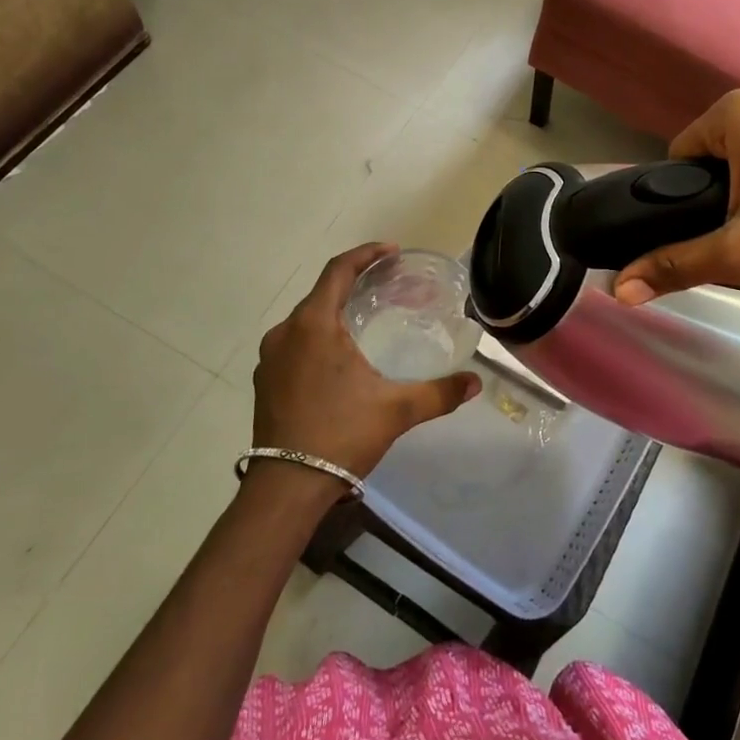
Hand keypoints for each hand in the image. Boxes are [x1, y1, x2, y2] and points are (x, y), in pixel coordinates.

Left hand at [251, 243, 480, 479]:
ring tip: (365, 318)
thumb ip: (438, 392)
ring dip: (334, 310)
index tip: (392, 252)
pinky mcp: (264, 380)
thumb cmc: (341, 434)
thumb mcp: (396, 410)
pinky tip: (338, 356)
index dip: (366, 254)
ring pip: (306, 318)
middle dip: (354, 282)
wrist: (287, 487)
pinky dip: (317, 336)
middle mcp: (286, 332)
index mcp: (314, 324)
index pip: (338, 270)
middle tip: (386, 284)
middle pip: (322, 292)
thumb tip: (475, 382)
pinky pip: (294, 342)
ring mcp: (270, 357)